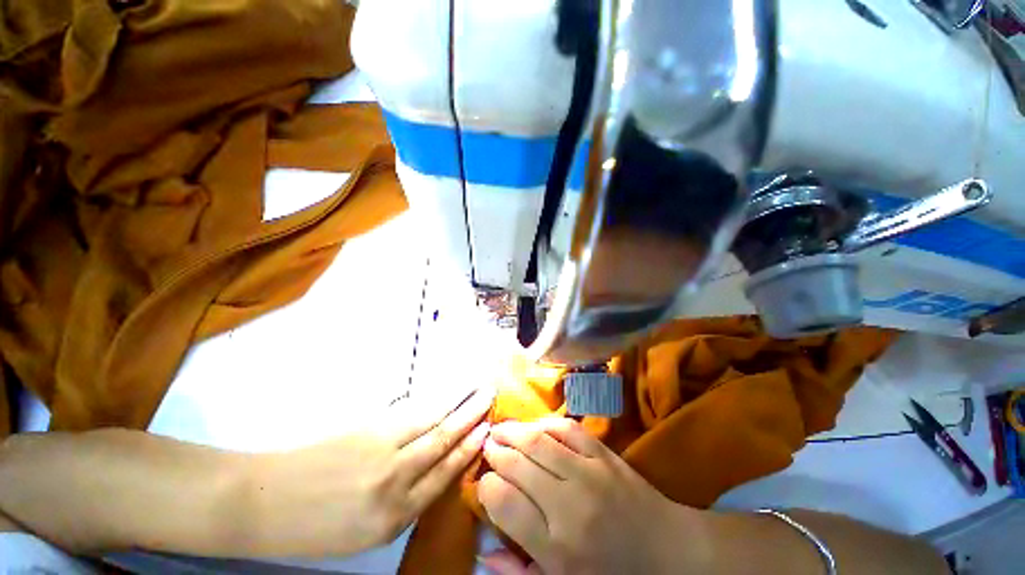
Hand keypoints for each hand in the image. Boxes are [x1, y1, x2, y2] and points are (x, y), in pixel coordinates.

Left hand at [250, 384, 494, 555]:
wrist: (262, 501)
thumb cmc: (314, 525)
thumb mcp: (364, 532)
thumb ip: (404, 500)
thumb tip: (433, 466)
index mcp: (394, 517)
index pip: (444, 475)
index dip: (468, 449)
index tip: (486, 430)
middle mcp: (395, 481)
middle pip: (443, 442)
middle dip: (470, 418)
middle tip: (489, 397)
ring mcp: (380, 449)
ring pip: (430, 421)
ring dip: (457, 403)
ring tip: (476, 388)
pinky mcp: (367, 428)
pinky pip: (410, 412)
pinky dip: (432, 400)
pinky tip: (444, 392)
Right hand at [477, 417, 709, 574]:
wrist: (668, 551)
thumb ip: (519, 572)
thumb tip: (484, 550)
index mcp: (556, 547)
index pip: (504, 503)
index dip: (487, 487)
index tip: (483, 482)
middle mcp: (568, 505)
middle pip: (517, 464)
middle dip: (496, 451)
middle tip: (487, 446)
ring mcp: (588, 473)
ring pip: (538, 441)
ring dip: (513, 431)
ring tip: (500, 429)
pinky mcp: (604, 454)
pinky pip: (567, 429)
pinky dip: (545, 423)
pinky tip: (534, 426)